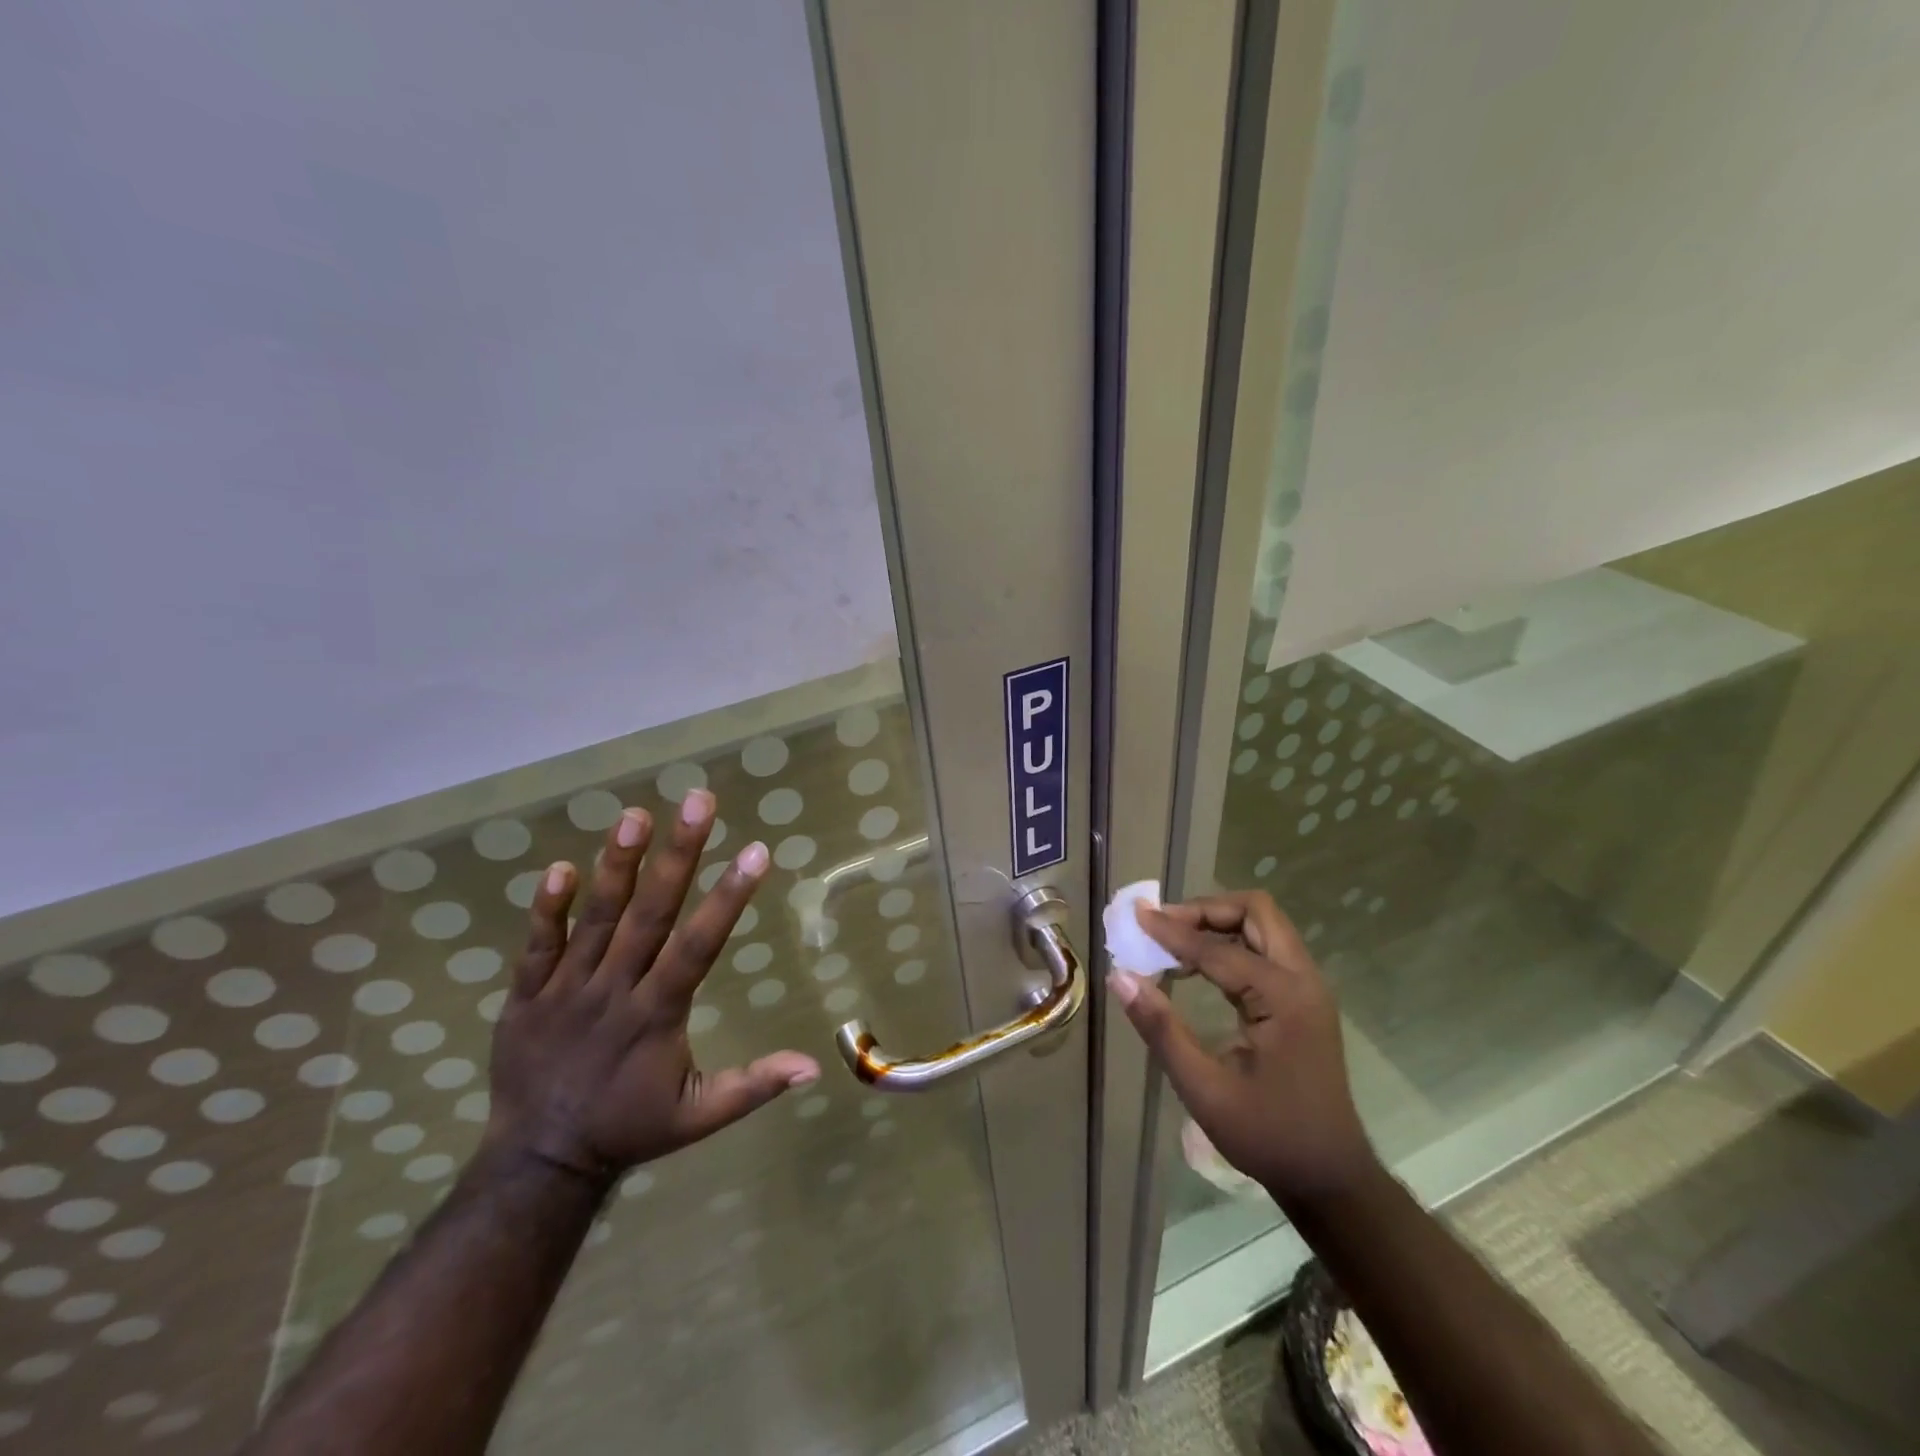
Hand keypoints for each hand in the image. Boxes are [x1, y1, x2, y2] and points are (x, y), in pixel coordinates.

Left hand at [484, 789, 819, 1186]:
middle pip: (650, 914)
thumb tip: (813, 1066)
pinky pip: (536, 945)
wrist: (538, 1161)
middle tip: (698, 801)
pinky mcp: (526, 994)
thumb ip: (753, 1085)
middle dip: (678, 855)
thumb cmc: (630, 1128)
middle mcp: (614, 990)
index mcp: (657, 1014)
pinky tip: (561, 866)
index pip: (698, 946)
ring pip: (596, 919)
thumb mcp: (698, 1116)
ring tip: (636, 814)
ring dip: (617, 866)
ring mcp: (566, 989)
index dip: (728, 898)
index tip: (756, 851)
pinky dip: (546, 908)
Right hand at [1109, 890, 1377, 1208]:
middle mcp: (1302, 980)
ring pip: (1262, 926)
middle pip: (1255, 912)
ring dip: (1217, 923)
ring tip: (1171, 942)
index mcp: (1283, 998)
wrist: (1330, 1177)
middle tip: (1162, 925)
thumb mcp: (1205, 1089)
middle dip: (1205, 910)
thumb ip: (1161, 1029)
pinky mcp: (1302, 1000)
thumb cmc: (1268, 1136)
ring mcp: (1307, 988)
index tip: (1135, 916)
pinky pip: (1264, 950)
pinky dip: (1229, 944)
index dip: (1172, 930)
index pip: (1218, 947)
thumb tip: (1120, 977)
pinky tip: (1195, 967)